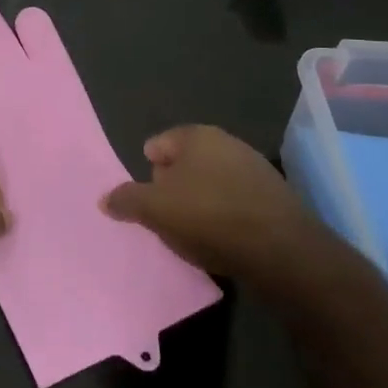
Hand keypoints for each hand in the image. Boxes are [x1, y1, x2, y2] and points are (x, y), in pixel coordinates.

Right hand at [103, 125, 325, 281]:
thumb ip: (126, 200)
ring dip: (200, 203)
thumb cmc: (208, 217)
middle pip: (185, 164)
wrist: (282, 251)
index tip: (146, 200)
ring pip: (211, 183)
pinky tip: (222, 240)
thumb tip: (105, 198)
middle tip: (165, 217)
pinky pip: (236, 202)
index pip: (158, 144)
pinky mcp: (274, 198)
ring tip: (192, 234)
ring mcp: (255, 169)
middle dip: (173, 187)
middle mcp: (228, 143)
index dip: (147, 171)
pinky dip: (225, 217)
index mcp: (197, 136)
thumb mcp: (154, 210)